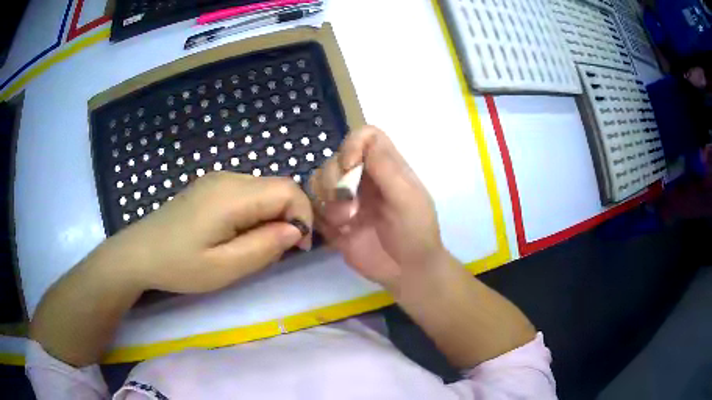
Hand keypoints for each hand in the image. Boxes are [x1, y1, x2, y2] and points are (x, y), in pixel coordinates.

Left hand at [106, 172, 312, 293]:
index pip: (288, 190)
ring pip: (264, 190)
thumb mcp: (224, 268)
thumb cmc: (179, 265)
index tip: (297, 248)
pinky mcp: (210, 186)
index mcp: (232, 195)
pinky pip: (247, 193)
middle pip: (277, 187)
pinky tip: (237, 234)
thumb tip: (296, 231)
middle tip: (274, 252)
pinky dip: (255, 213)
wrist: (139, 252)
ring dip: (272, 216)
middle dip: (288, 218)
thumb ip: (264, 247)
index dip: (303, 217)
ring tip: (254, 247)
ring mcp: (217, 179)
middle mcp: (228, 178)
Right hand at [309, 126, 447, 290]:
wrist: (408, 272)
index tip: (350, 167)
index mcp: (386, 167)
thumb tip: (364, 138)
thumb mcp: (407, 199)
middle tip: (350, 208)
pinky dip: (320, 216)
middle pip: (335, 159)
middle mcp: (364, 178)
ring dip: (327, 201)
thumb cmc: (416, 233)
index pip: (365, 137)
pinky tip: (338, 232)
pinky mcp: (334, 220)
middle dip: (335, 180)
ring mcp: (348, 199)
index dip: (352, 145)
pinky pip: (314, 207)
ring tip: (345, 223)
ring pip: (319, 181)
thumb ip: (386, 168)